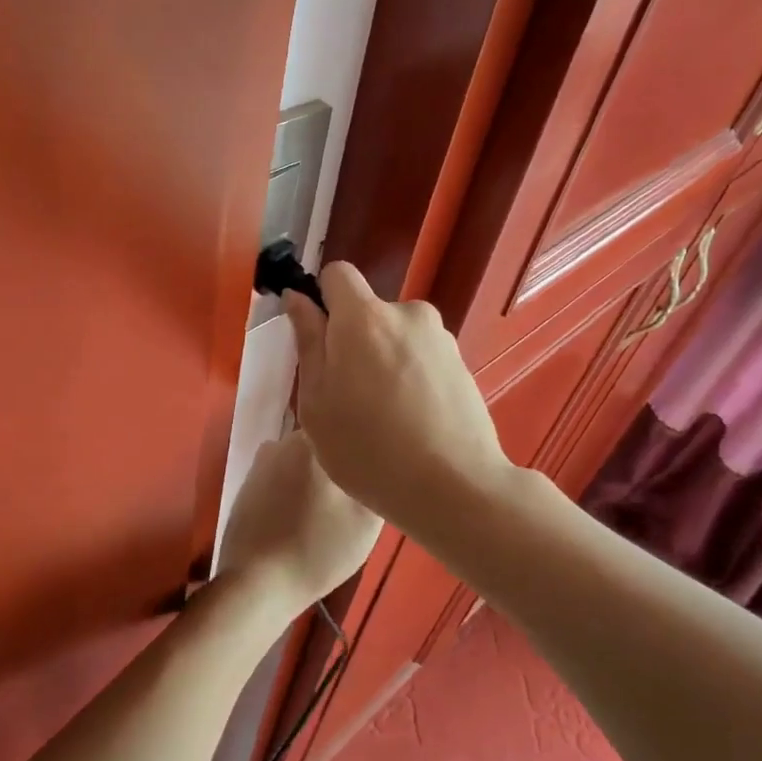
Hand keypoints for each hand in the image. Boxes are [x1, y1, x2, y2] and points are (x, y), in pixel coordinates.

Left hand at [216, 431, 382, 613]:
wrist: (257, 583)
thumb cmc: (318, 549)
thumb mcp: (367, 520)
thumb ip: (375, 479)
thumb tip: (379, 460)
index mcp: (314, 442)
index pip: (349, 427)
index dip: (365, 445)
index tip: (376, 466)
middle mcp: (283, 442)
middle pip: (324, 442)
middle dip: (340, 460)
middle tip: (357, 490)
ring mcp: (260, 463)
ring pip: (301, 459)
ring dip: (315, 476)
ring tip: (329, 507)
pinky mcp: (246, 486)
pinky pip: (281, 476)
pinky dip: (294, 489)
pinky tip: (302, 516)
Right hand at [284, 263, 511, 534]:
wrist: (454, 486)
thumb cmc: (367, 450)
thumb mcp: (316, 403)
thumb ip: (308, 342)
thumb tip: (298, 298)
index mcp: (364, 317)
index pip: (338, 274)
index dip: (322, 300)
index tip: (319, 340)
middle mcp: (408, 313)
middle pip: (368, 312)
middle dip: (354, 341)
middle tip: (348, 397)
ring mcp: (441, 338)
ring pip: (397, 337)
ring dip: (384, 361)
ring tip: (384, 417)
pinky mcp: (463, 364)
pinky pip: (422, 359)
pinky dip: (412, 379)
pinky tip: (412, 423)